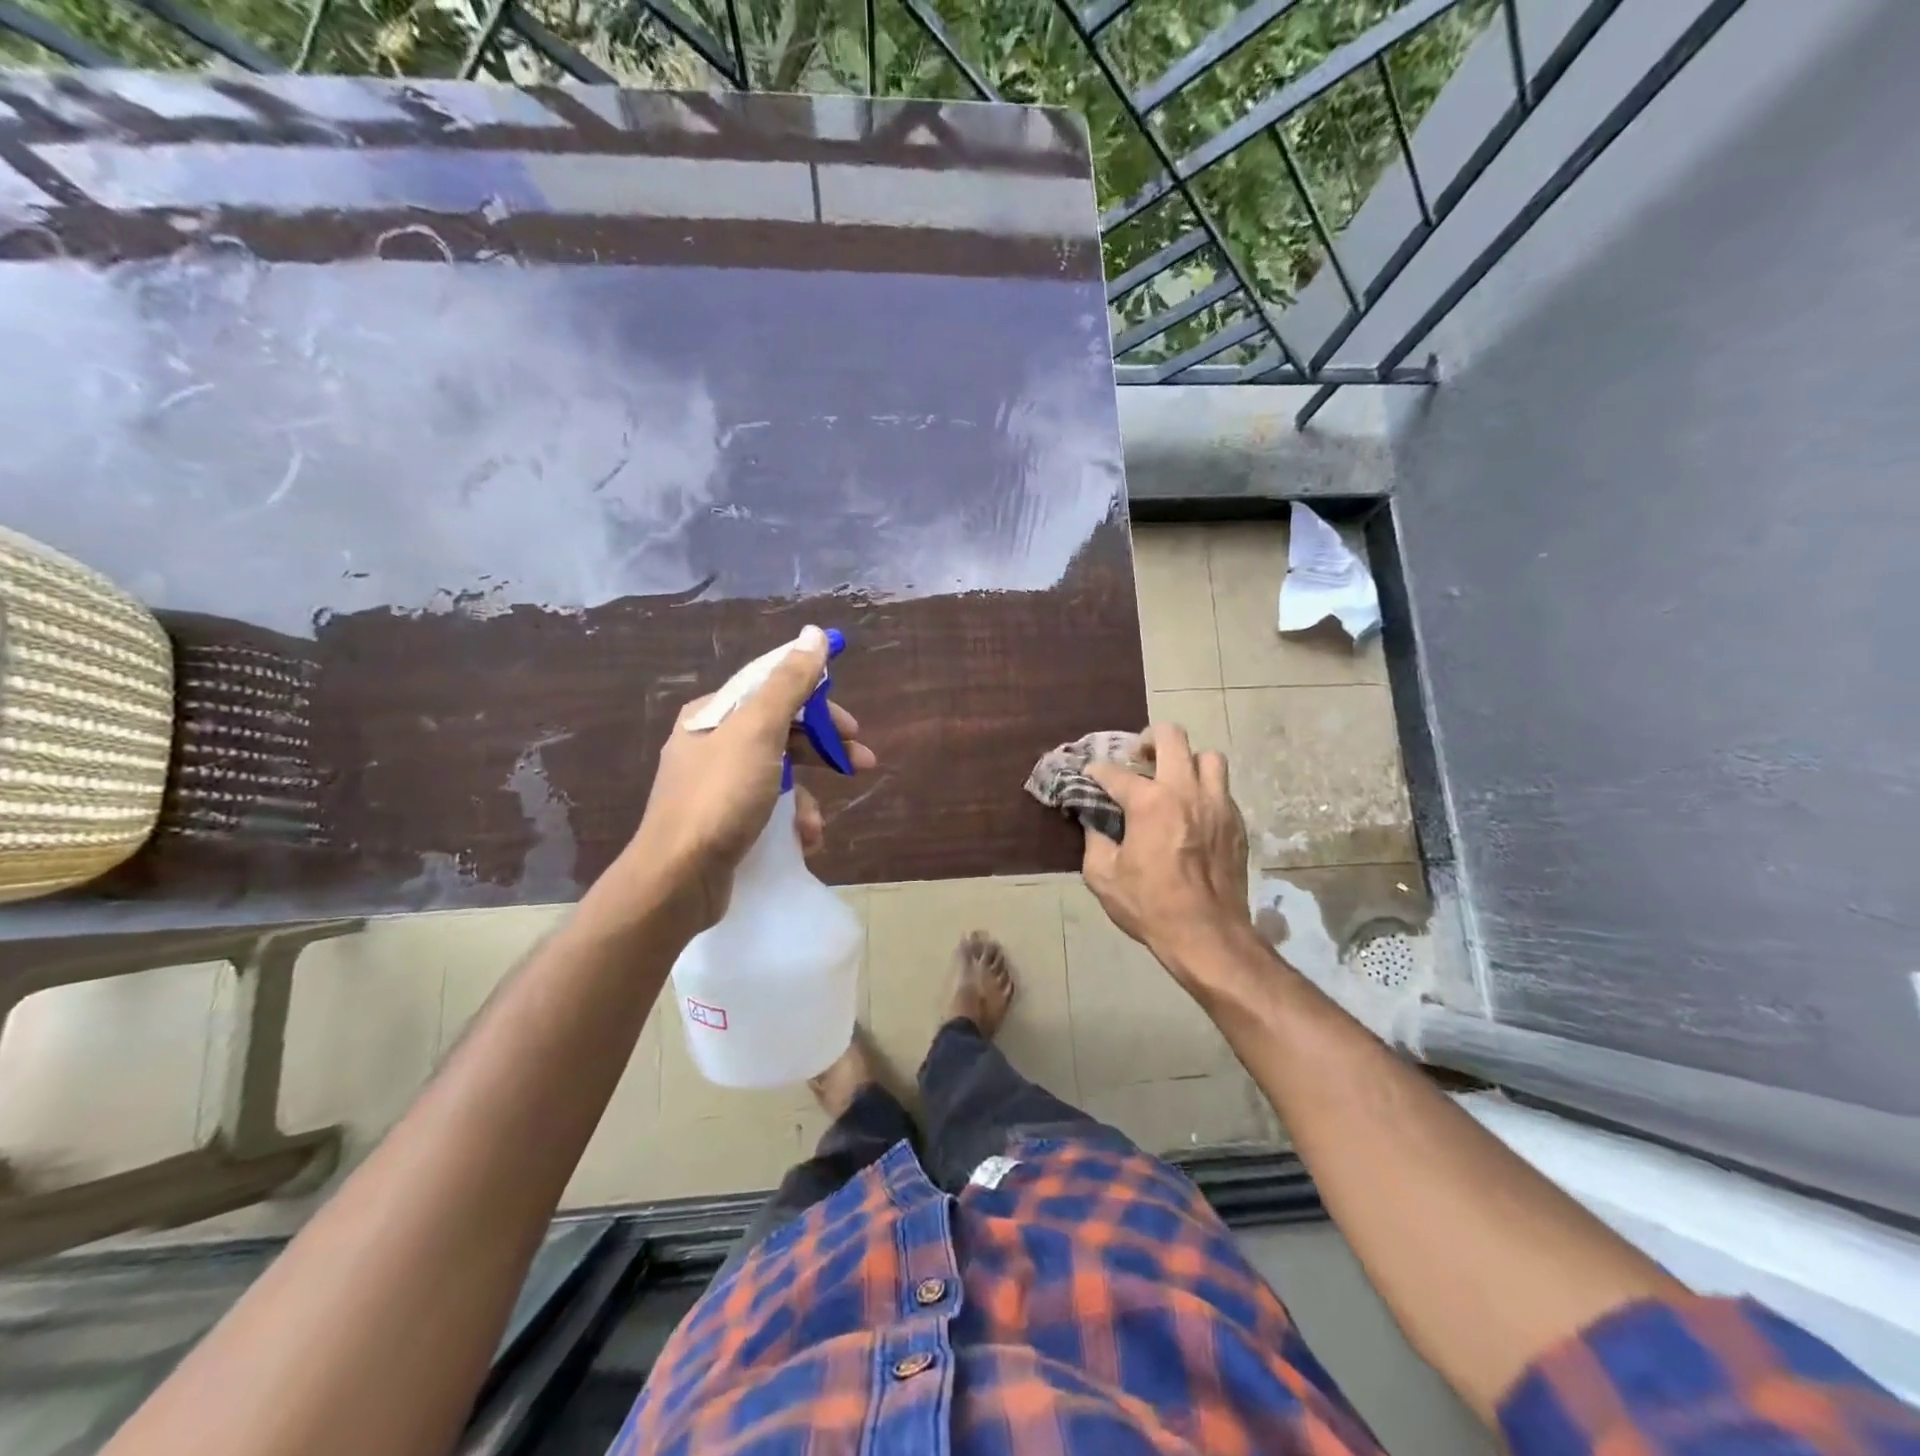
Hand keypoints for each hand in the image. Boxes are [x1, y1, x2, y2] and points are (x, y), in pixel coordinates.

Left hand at [589, 625, 875, 933]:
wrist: (677, 879)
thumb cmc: (721, 797)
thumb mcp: (759, 731)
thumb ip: (789, 682)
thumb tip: (814, 633)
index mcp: (713, 714)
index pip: (773, 688)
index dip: (818, 699)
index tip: (851, 723)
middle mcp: (711, 744)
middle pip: (781, 732)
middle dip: (823, 749)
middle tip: (862, 762)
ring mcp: (716, 786)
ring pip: (779, 775)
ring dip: (807, 796)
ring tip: (817, 824)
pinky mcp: (723, 823)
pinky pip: (768, 809)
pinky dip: (790, 821)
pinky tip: (802, 840)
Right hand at [1080, 724, 1252, 976]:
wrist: (1208, 935)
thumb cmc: (1150, 906)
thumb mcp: (1103, 876)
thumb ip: (1093, 839)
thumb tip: (1092, 820)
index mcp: (1149, 803)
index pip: (1114, 772)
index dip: (1096, 771)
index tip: (1089, 776)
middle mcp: (1185, 792)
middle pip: (1171, 737)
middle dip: (1148, 739)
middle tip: (1138, 758)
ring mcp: (1217, 804)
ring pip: (1207, 756)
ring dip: (1186, 761)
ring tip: (1172, 778)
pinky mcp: (1236, 822)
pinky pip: (1222, 787)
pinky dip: (1204, 789)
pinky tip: (1191, 811)